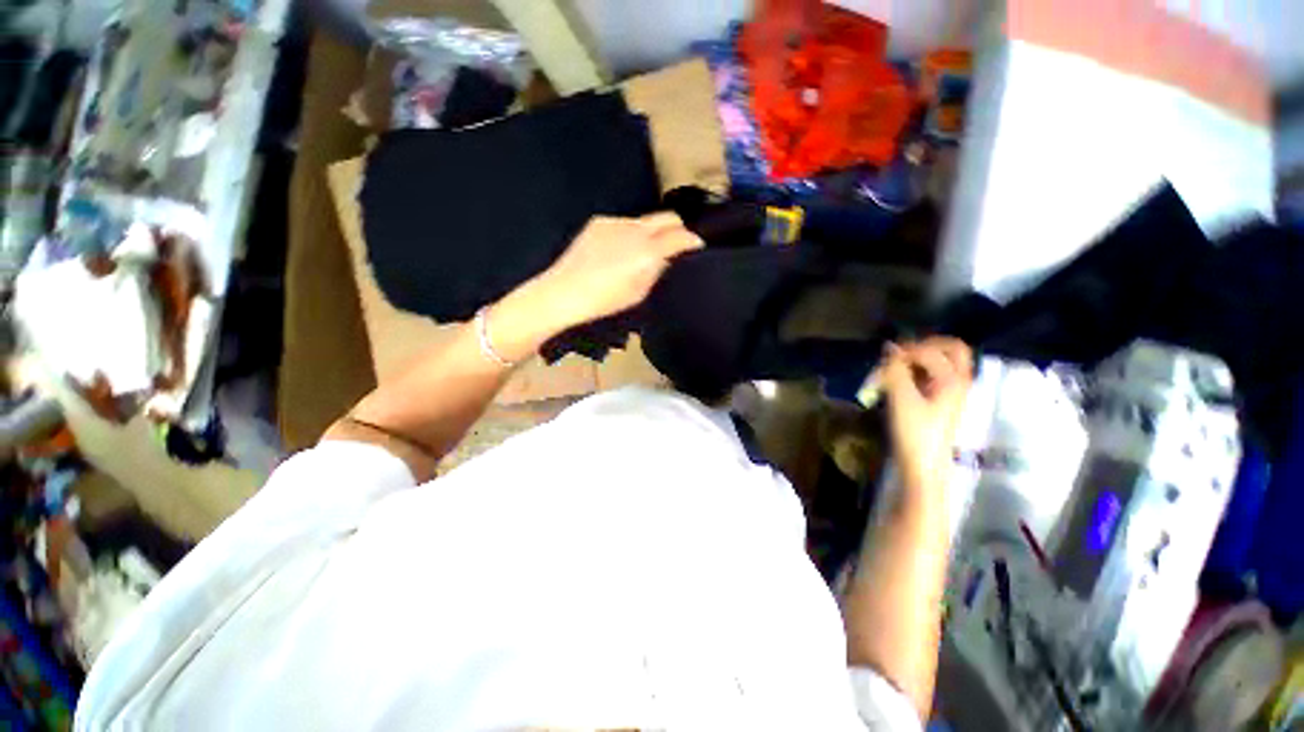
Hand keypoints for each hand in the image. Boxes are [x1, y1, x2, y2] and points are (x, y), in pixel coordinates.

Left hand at [529, 213, 703, 330]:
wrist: (564, 293)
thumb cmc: (605, 302)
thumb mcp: (640, 293)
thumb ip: (658, 270)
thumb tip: (668, 257)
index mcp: (648, 251)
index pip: (682, 236)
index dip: (694, 241)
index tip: (697, 247)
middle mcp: (635, 229)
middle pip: (668, 217)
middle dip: (678, 228)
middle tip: (677, 245)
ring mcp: (615, 222)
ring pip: (646, 220)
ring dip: (652, 232)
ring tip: (643, 251)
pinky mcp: (599, 222)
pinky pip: (624, 223)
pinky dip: (630, 233)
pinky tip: (619, 250)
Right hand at [881, 338, 972, 494]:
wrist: (925, 465)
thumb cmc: (915, 432)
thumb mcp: (901, 399)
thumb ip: (896, 370)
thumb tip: (889, 348)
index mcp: (953, 379)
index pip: (929, 351)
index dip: (905, 351)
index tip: (883, 360)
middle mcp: (959, 381)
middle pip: (953, 349)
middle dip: (926, 344)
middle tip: (902, 351)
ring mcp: (954, 391)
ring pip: (946, 361)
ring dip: (923, 357)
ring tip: (898, 365)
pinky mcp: (944, 401)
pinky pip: (938, 374)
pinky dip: (921, 370)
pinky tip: (902, 379)